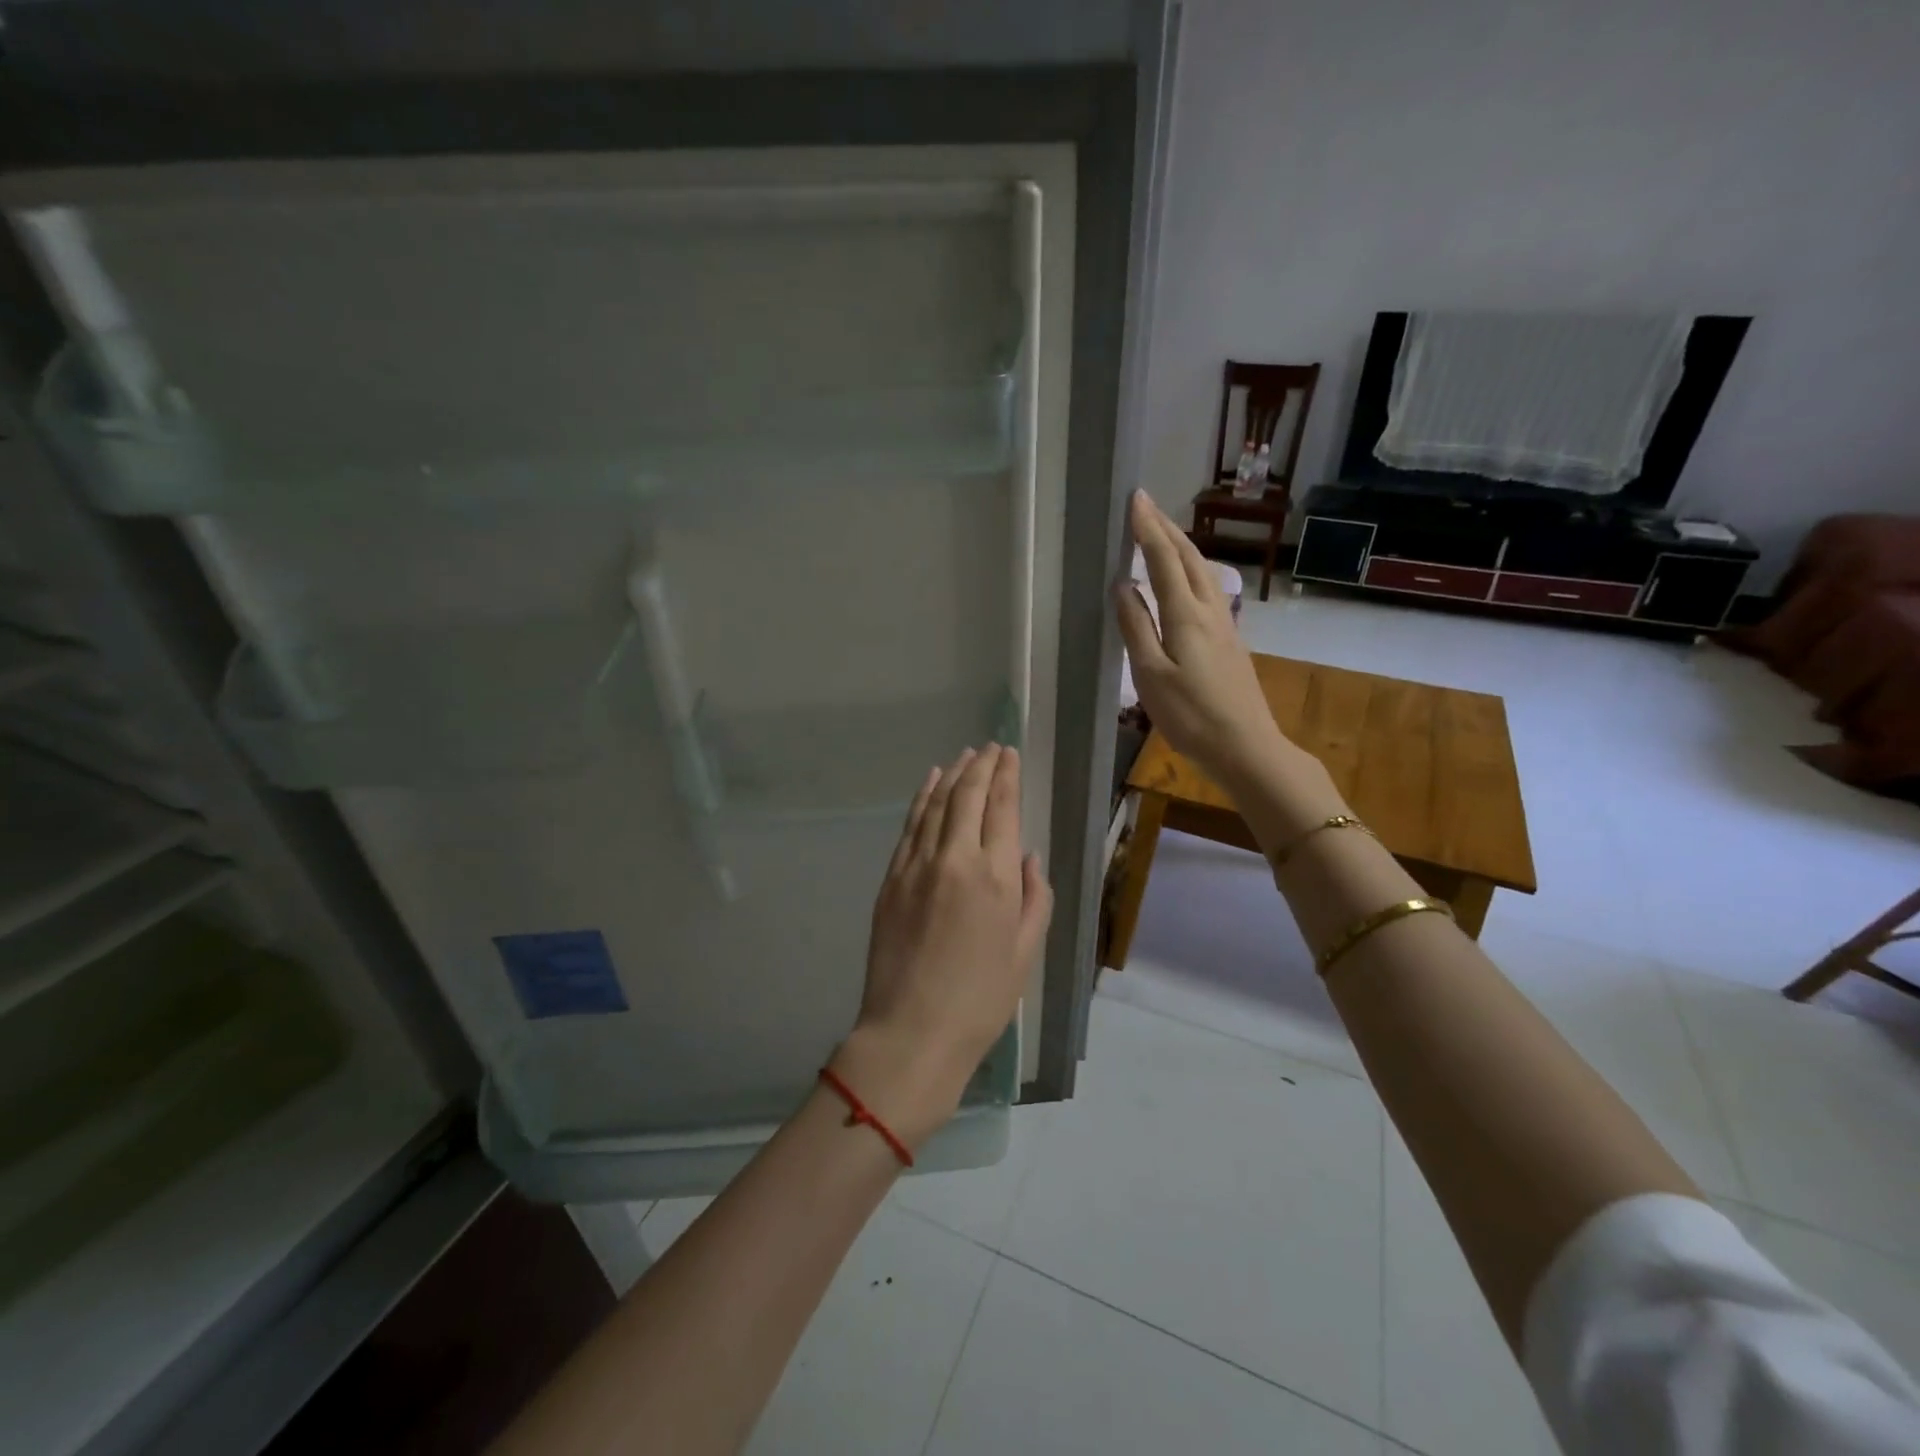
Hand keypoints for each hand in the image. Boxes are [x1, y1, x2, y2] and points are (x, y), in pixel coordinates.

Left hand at [835, 744, 1052, 1146]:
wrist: (912, 1031)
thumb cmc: (981, 999)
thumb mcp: (1025, 952)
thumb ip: (1035, 898)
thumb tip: (1028, 858)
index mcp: (995, 876)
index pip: (1002, 808)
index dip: (1006, 776)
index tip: (1009, 754)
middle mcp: (955, 858)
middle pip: (967, 796)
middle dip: (981, 767)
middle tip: (991, 748)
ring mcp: (916, 865)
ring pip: (936, 804)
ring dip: (952, 775)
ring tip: (964, 756)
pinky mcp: (891, 879)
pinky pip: (910, 826)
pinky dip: (922, 799)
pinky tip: (930, 784)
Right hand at [1115, 490, 1292, 789]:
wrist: (1246, 747)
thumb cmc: (1191, 716)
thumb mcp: (1151, 676)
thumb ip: (1137, 628)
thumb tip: (1123, 587)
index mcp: (1186, 616)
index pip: (1164, 560)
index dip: (1148, 529)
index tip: (1135, 499)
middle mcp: (1209, 611)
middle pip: (1189, 558)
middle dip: (1166, 528)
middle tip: (1146, 505)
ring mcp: (1225, 625)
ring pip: (1203, 572)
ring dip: (1182, 546)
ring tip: (1162, 532)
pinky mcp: (1230, 640)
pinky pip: (1208, 589)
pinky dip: (1191, 569)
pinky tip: (1185, 578)